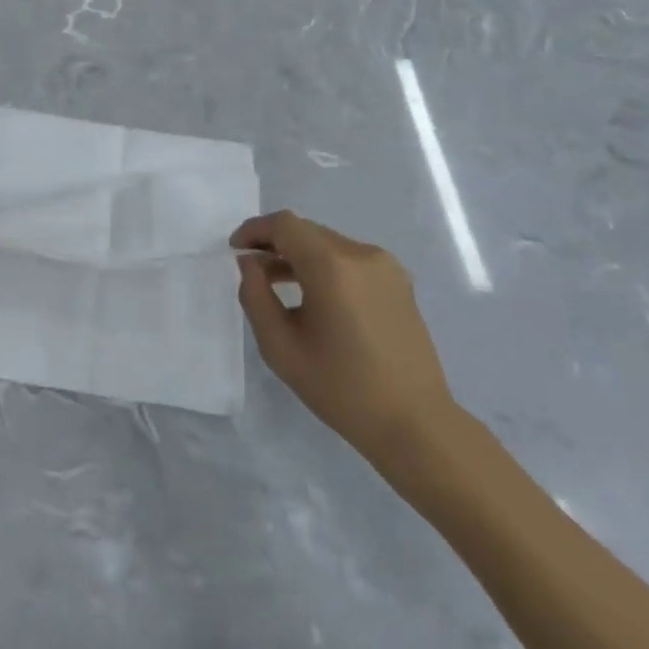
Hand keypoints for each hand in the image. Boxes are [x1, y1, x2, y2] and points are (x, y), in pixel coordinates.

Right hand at [232, 211, 456, 465]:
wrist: (414, 423)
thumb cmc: (341, 389)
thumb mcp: (281, 348)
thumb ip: (256, 296)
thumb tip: (249, 263)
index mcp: (332, 266)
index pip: (285, 225)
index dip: (255, 230)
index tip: (235, 249)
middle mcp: (362, 254)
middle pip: (308, 231)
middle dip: (275, 243)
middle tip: (252, 269)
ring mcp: (386, 266)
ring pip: (330, 245)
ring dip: (300, 256)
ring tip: (278, 284)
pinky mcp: (399, 282)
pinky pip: (351, 260)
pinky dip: (326, 267)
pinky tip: (317, 299)